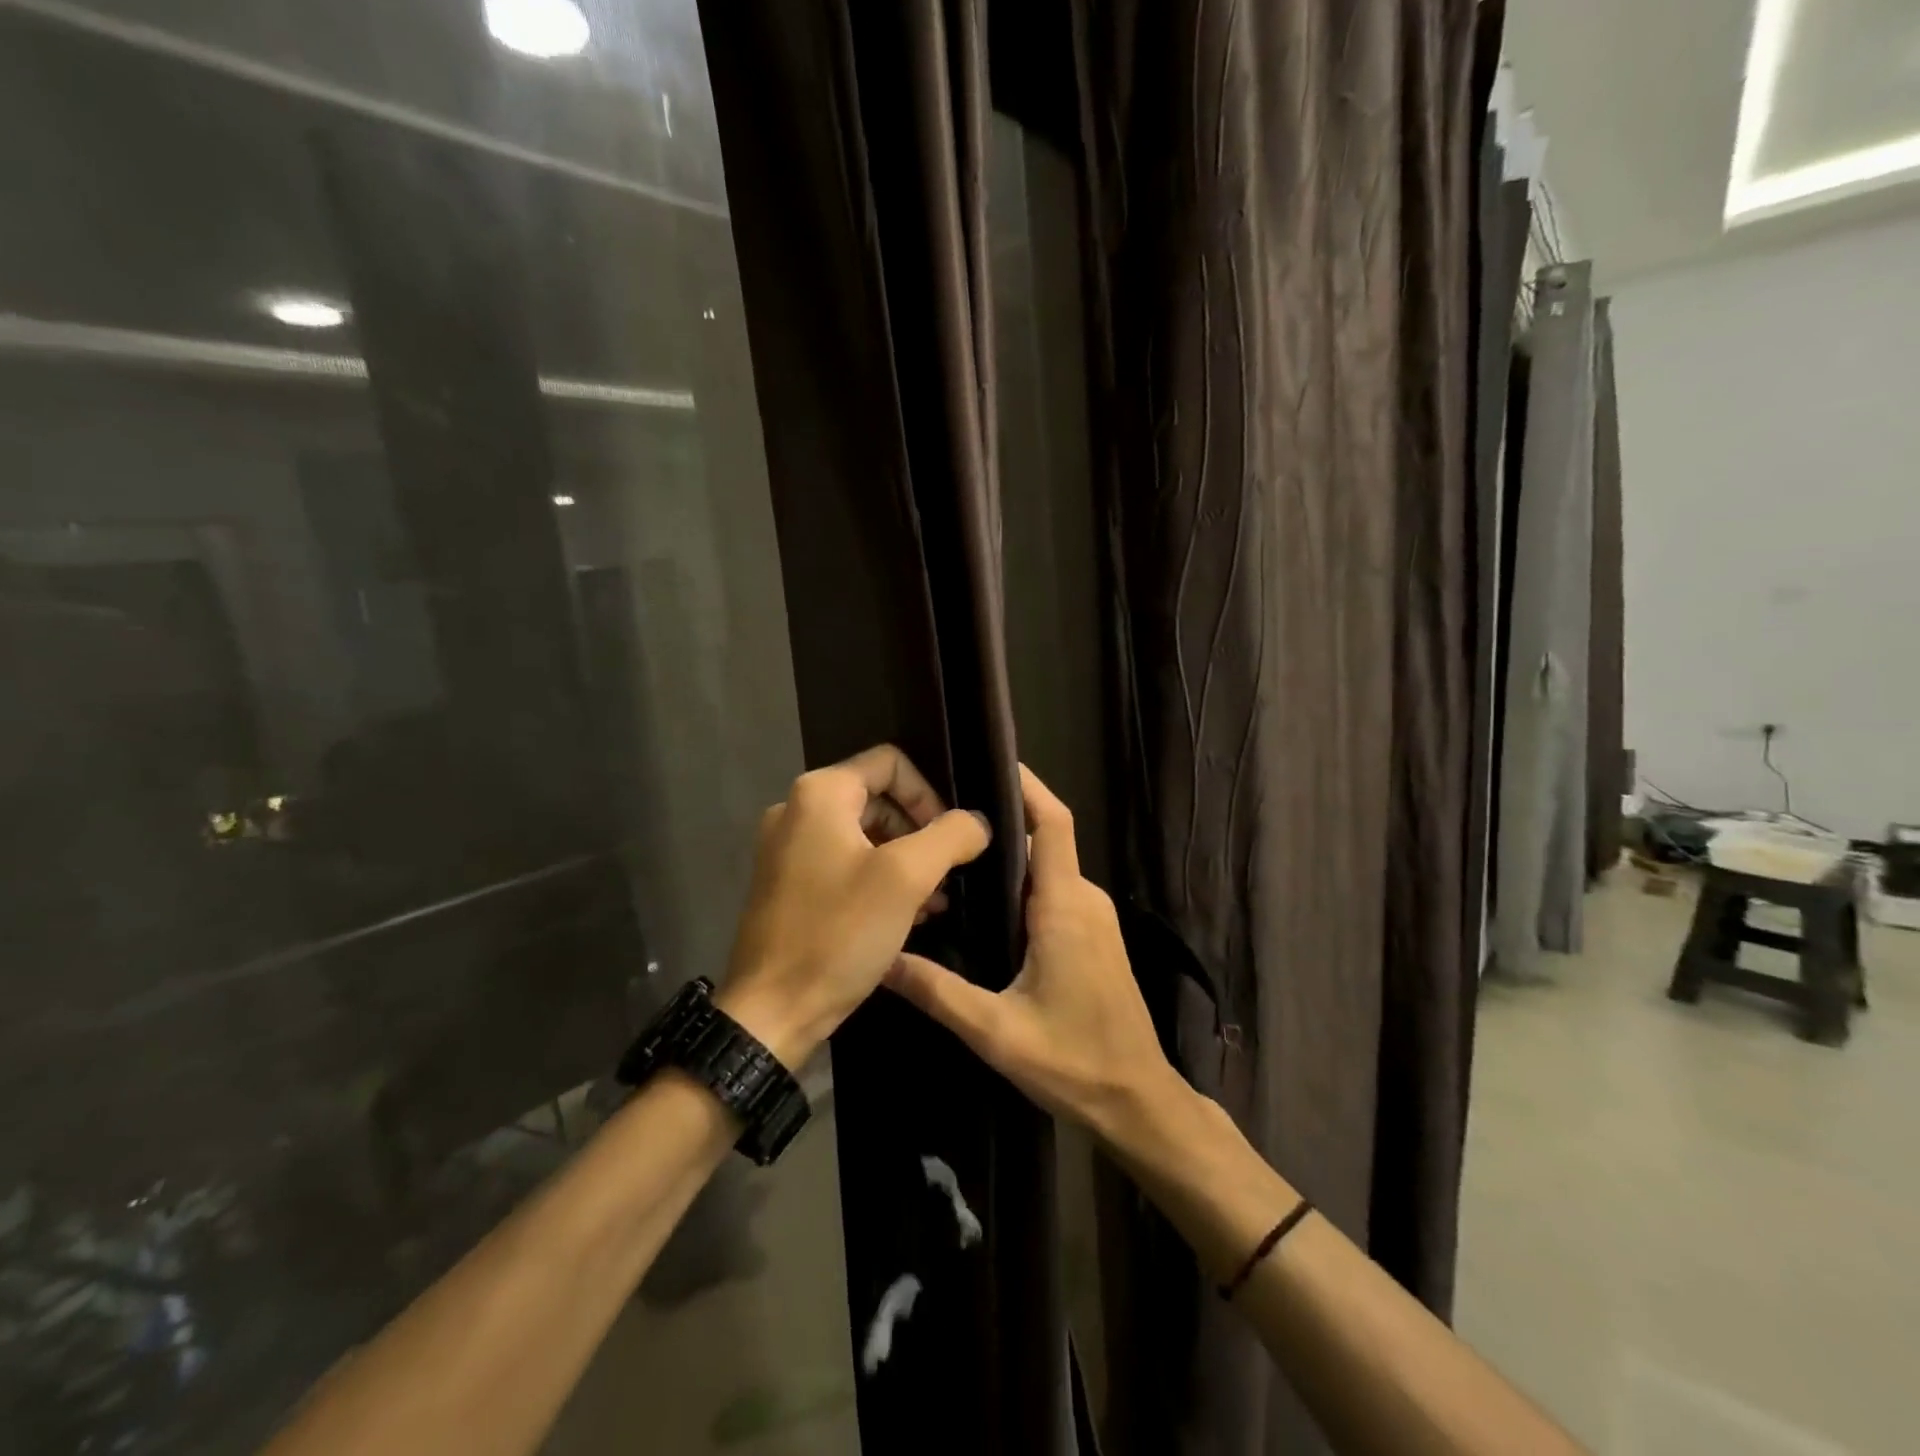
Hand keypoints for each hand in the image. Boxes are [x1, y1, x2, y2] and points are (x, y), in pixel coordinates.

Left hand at [716, 745, 990, 1066]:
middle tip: (947, 874)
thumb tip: (977, 822)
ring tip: (935, 901)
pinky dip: (878, 881)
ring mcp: (787, 850)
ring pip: (864, 835)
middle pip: (878, 799)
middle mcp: (796, 811)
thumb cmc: (838, 934)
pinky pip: (844, 865)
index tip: (950, 839)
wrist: (770, 1012)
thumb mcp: (906, 878)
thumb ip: (950, 836)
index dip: (929, 794)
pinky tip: (907, 917)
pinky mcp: (787, 885)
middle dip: (920, 833)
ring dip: (904, 861)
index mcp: (820, 794)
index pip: (891, 763)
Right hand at [885, 764, 1179, 1141]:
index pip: (1053, 823)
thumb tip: (882, 960)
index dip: (1028, 786)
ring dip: (1011, 855)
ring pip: (1049, 868)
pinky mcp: (1095, 936)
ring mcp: (1095, 918)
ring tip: (954, 853)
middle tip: (944, 816)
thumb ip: (937, 991)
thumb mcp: (995, 1031)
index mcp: (1064, 905)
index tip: (990, 761)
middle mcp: (1085, 899)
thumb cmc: (1073, 1060)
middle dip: (1002, 820)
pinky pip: (1057, 891)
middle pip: (1045, 840)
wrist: (1138, 1101)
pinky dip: (1024, 882)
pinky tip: (985, 901)